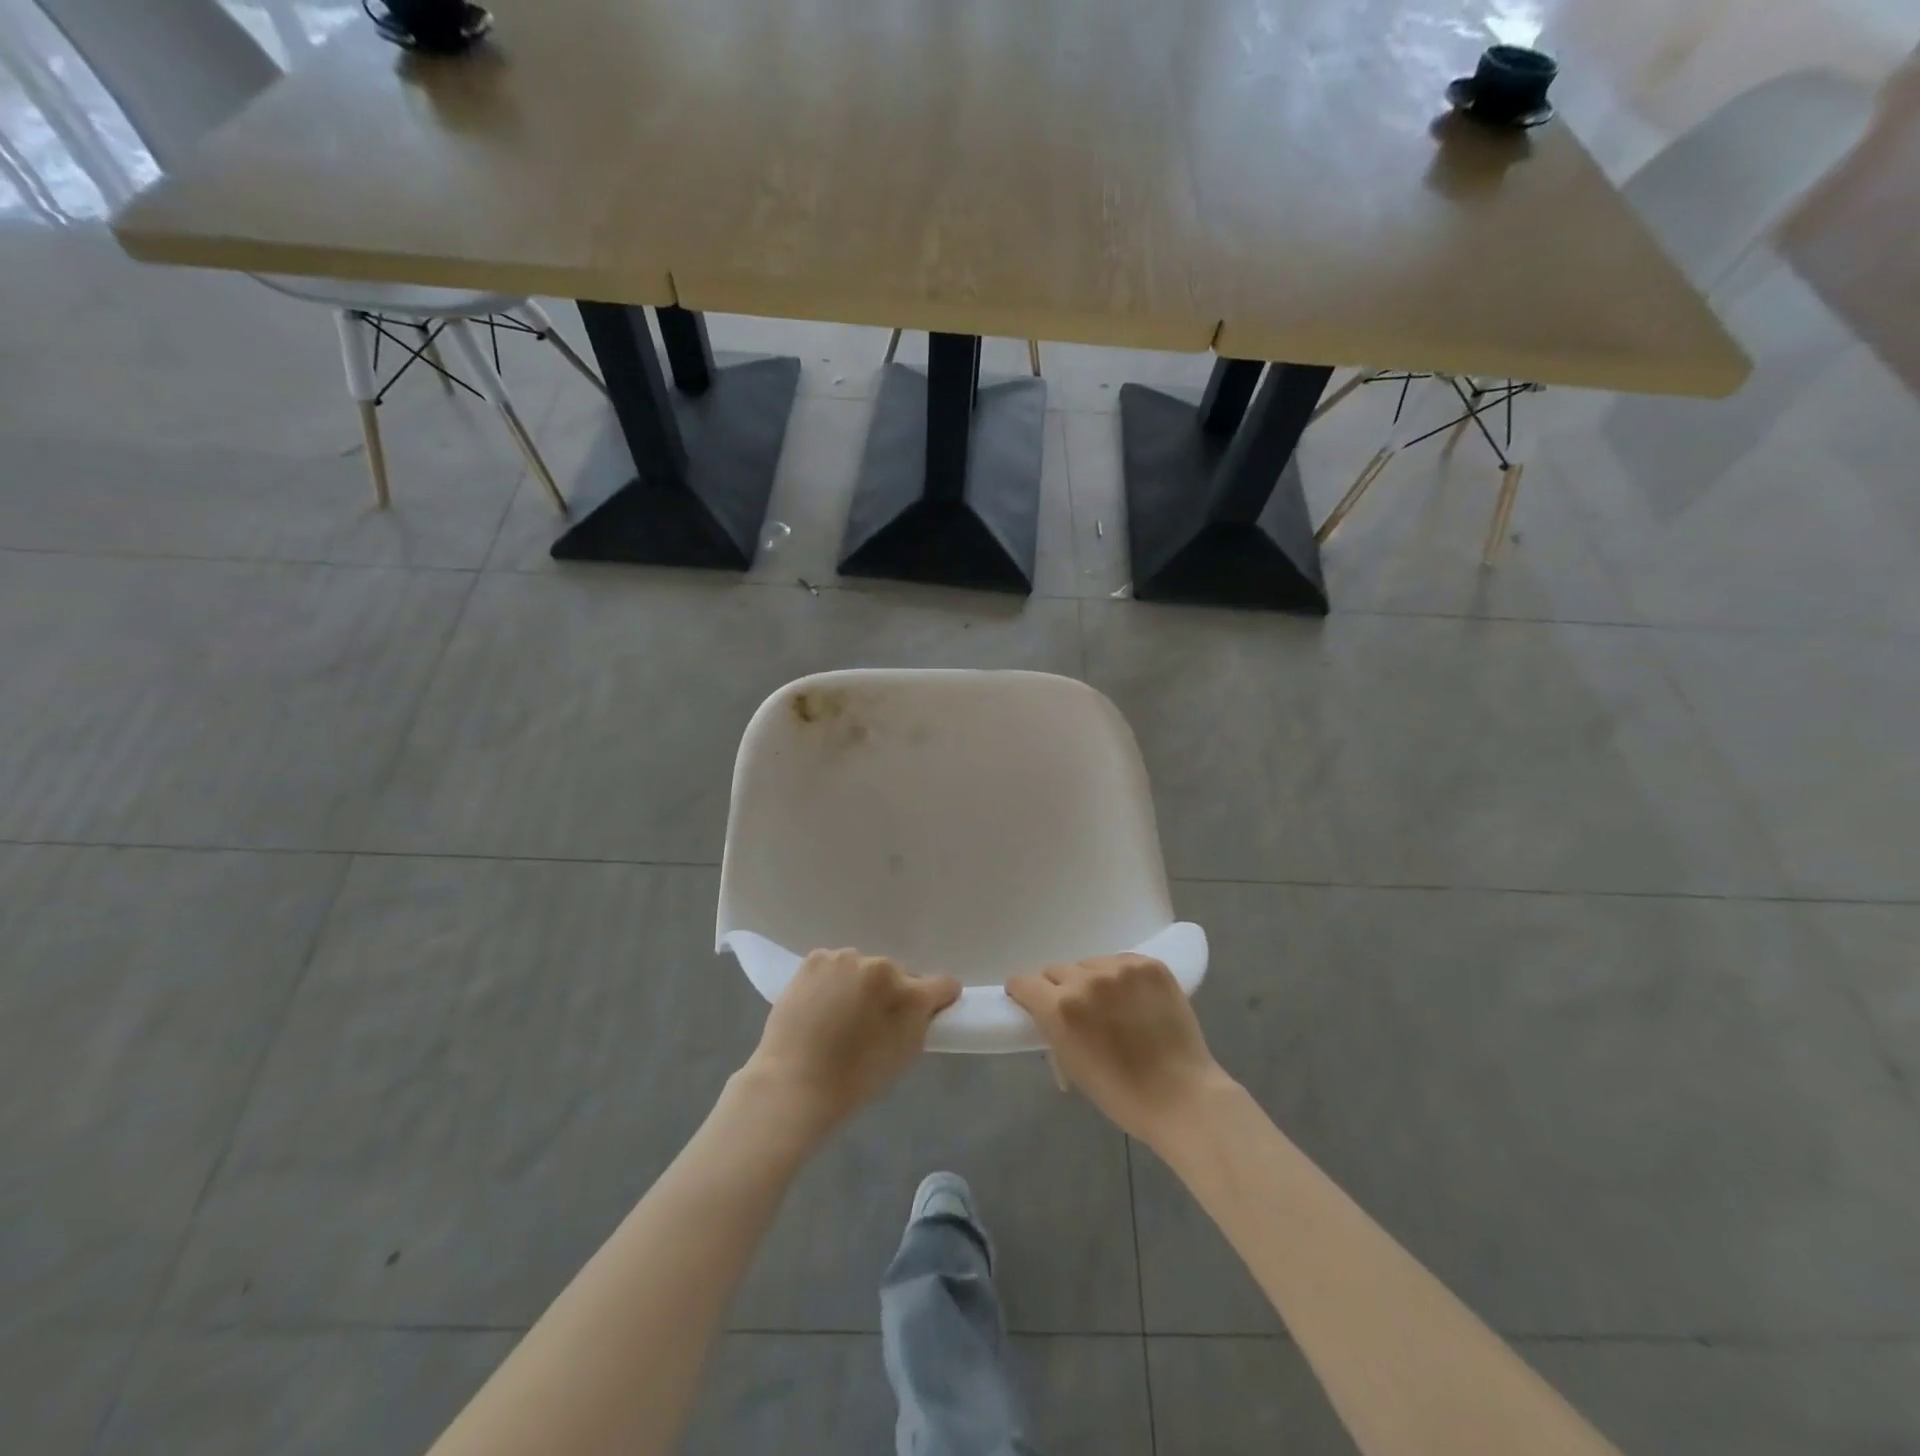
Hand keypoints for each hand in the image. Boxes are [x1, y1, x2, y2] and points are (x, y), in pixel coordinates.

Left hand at [741, 949, 960, 1133]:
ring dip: (860, 983)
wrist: (794, 1082)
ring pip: (864, 968)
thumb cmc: (854, 1080)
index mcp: (909, 994)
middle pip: (899, 974)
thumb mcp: (904, 1054)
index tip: (926, 1012)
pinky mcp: (817, 958)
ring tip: (839, 1013)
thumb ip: (919, 1022)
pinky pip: (835, 965)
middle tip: (871, 1020)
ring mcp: (846, 958)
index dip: (937, 999)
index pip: (943, 984)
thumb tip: (921, 1006)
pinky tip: (819, 1002)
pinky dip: (832, 979)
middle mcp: (883, 966)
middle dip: (891, 992)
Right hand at [1006, 955, 1230, 1146]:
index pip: (1024, 982)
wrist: (1182, 1097)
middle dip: (1059, 989)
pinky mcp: (1150, 965)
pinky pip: (1121, 962)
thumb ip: (1053, 1029)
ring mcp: (1121, 969)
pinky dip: (1122, 978)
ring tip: (1112, 1006)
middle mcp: (1086, 980)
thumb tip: (1047, 1013)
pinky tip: (1135, 1000)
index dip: (1024, 993)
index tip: (1030, 1002)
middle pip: (1056, 970)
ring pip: (1090, 964)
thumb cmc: (1121, 1094)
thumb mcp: (1071, 1065)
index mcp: (1060, 1008)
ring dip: (1092, 981)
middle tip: (1077, 1011)